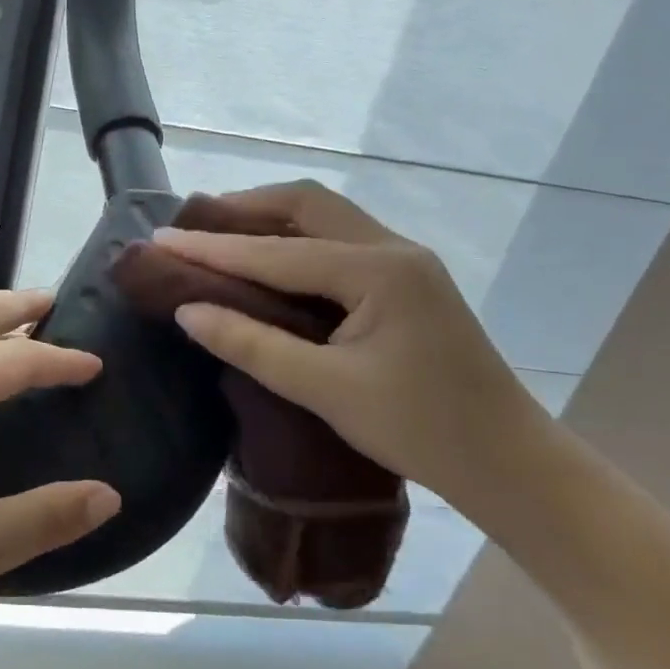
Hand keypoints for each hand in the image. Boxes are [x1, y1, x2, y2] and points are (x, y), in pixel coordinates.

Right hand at [153, 181, 552, 511]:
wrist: (509, 463)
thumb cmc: (420, 430)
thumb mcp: (326, 389)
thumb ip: (252, 344)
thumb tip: (188, 311)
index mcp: (377, 270)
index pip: (276, 251)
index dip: (213, 248)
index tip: (160, 240)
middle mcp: (393, 249)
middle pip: (307, 205)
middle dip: (245, 208)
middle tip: (194, 225)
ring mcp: (405, 261)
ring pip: (326, 218)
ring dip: (272, 219)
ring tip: (222, 234)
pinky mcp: (407, 281)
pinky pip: (340, 241)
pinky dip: (296, 240)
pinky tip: (271, 261)